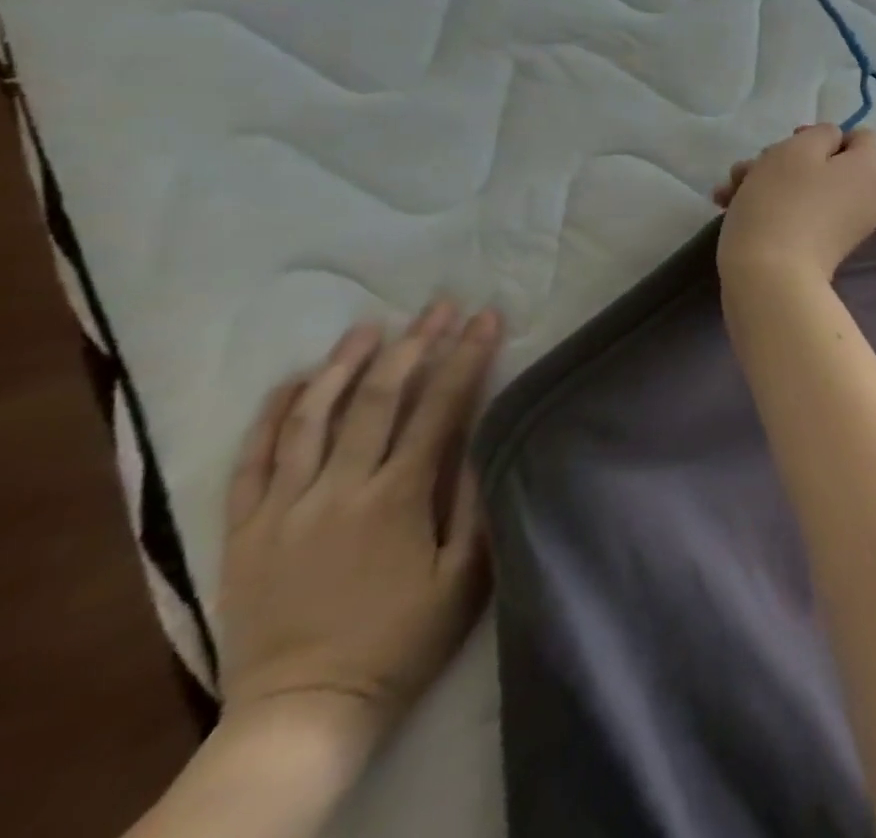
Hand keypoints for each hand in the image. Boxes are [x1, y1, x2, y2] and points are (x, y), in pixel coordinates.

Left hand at [217, 302, 501, 752]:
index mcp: (398, 498)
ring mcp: (284, 508)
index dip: (467, 357)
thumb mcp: (466, 575)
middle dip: (415, 344)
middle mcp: (339, 490)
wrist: (303, 713)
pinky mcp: (244, 531)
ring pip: (312, 418)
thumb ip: (477, 501)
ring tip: (370, 326)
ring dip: (343, 364)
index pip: (440, 408)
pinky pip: (252, 461)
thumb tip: (487, 434)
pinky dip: (272, 416)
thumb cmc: (402, 639)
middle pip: (377, 399)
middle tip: (439, 305)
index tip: (487, 318)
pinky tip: (294, 382)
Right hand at [713, 124, 875, 284]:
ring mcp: (845, 225)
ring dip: (766, 181)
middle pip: (828, 162)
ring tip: (728, 191)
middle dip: (783, 159)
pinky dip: (771, 207)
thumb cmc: (784, 202)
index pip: (860, 137)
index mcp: (871, 170)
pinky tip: (729, 208)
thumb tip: (831, 144)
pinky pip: (801, 214)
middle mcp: (867, 196)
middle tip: (751, 168)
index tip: (792, 141)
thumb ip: (821, 134)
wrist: (771, 279)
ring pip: (806, 188)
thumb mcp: (798, 149)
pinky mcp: (822, 247)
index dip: (824, 134)